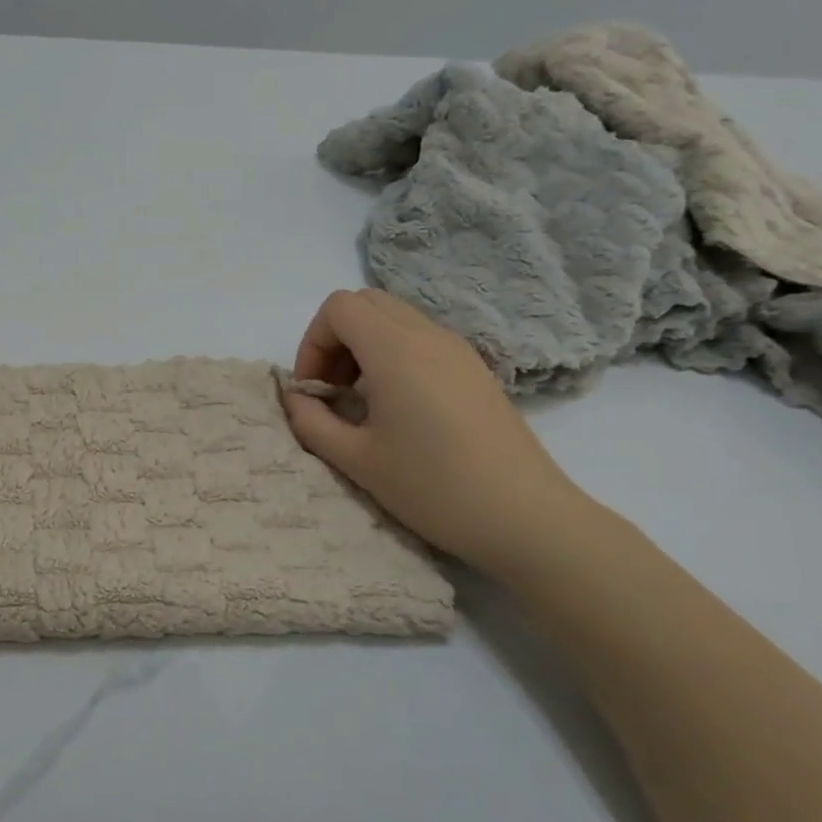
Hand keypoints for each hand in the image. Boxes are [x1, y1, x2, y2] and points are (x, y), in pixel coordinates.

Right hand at [282, 289, 596, 578]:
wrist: (526, 518)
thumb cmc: (433, 487)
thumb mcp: (356, 460)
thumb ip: (311, 421)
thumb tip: (295, 398)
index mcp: (396, 351)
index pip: (339, 308)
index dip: (312, 342)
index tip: (313, 390)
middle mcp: (429, 336)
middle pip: (366, 303)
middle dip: (335, 339)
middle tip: (332, 390)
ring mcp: (458, 350)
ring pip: (394, 319)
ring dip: (363, 347)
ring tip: (361, 402)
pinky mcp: (475, 370)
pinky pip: (420, 339)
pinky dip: (393, 356)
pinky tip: (397, 408)